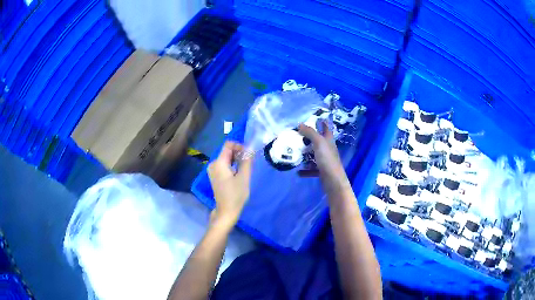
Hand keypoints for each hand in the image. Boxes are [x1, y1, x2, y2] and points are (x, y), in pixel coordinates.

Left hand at [208, 141, 252, 227]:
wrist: (226, 211)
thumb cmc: (236, 195)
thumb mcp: (244, 177)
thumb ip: (247, 160)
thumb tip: (250, 148)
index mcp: (219, 162)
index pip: (228, 144)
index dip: (239, 146)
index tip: (248, 155)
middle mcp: (213, 164)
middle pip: (227, 151)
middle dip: (239, 153)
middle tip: (249, 163)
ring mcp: (212, 170)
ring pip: (226, 158)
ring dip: (236, 160)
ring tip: (245, 169)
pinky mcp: (214, 175)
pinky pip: (223, 165)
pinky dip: (232, 165)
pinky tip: (238, 174)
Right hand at [298, 121, 350, 193]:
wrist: (333, 181)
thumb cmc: (327, 159)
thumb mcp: (319, 143)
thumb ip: (310, 133)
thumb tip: (300, 124)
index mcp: (329, 141)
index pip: (327, 129)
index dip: (323, 123)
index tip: (318, 118)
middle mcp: (328, 150)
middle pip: (319, 142)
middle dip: (310, 139)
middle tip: (298, 136)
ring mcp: (325, 161)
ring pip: (314, 155)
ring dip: (306, 155)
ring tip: (296, 153)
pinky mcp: (322, 171)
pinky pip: (312, 169)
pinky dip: (305, 170)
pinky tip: (298, 172)